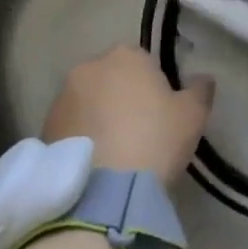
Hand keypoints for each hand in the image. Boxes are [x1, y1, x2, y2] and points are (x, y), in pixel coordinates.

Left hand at [43, 44, 213, 187]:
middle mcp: (89, 67)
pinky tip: (97, 164)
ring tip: (115, 152)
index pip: (143, 61)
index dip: (154, 86)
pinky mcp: (44, 129)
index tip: (162, 113)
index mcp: (125, 55)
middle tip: (139, 131)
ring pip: (88, 102)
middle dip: (122, 97)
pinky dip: (82, 138)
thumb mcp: (193, 116)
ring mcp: (62, 98)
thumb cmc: (154, 140)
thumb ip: (200, 90)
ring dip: (99, 117)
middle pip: (112, 78)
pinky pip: (71, 127)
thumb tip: (203, 79)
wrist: (104, 193)